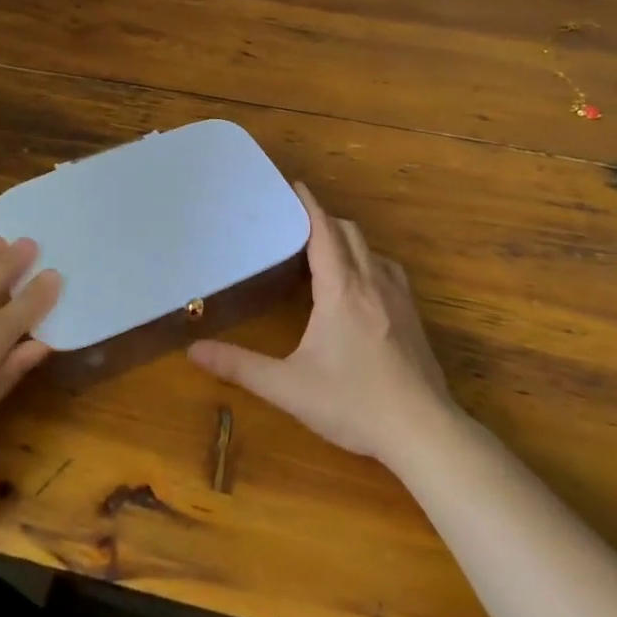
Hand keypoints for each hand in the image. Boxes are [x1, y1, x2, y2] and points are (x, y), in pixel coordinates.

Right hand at [188, 182, 454, 464]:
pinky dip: (369, 262)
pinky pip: (389, 271)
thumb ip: (240, 366)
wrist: (423, 431)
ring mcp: (399, 299)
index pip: (324, 231)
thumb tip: (193, 350)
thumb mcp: (288, 387)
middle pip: (350, 233)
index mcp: (341, 289)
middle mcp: (372, 283)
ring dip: (348, 241)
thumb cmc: (353, 403)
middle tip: (297, 223)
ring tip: (325, 251)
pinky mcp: (413, 317)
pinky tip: (361, 286)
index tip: (294, 185)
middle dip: (324, 220)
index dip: (309, 205)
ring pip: (372, 251)